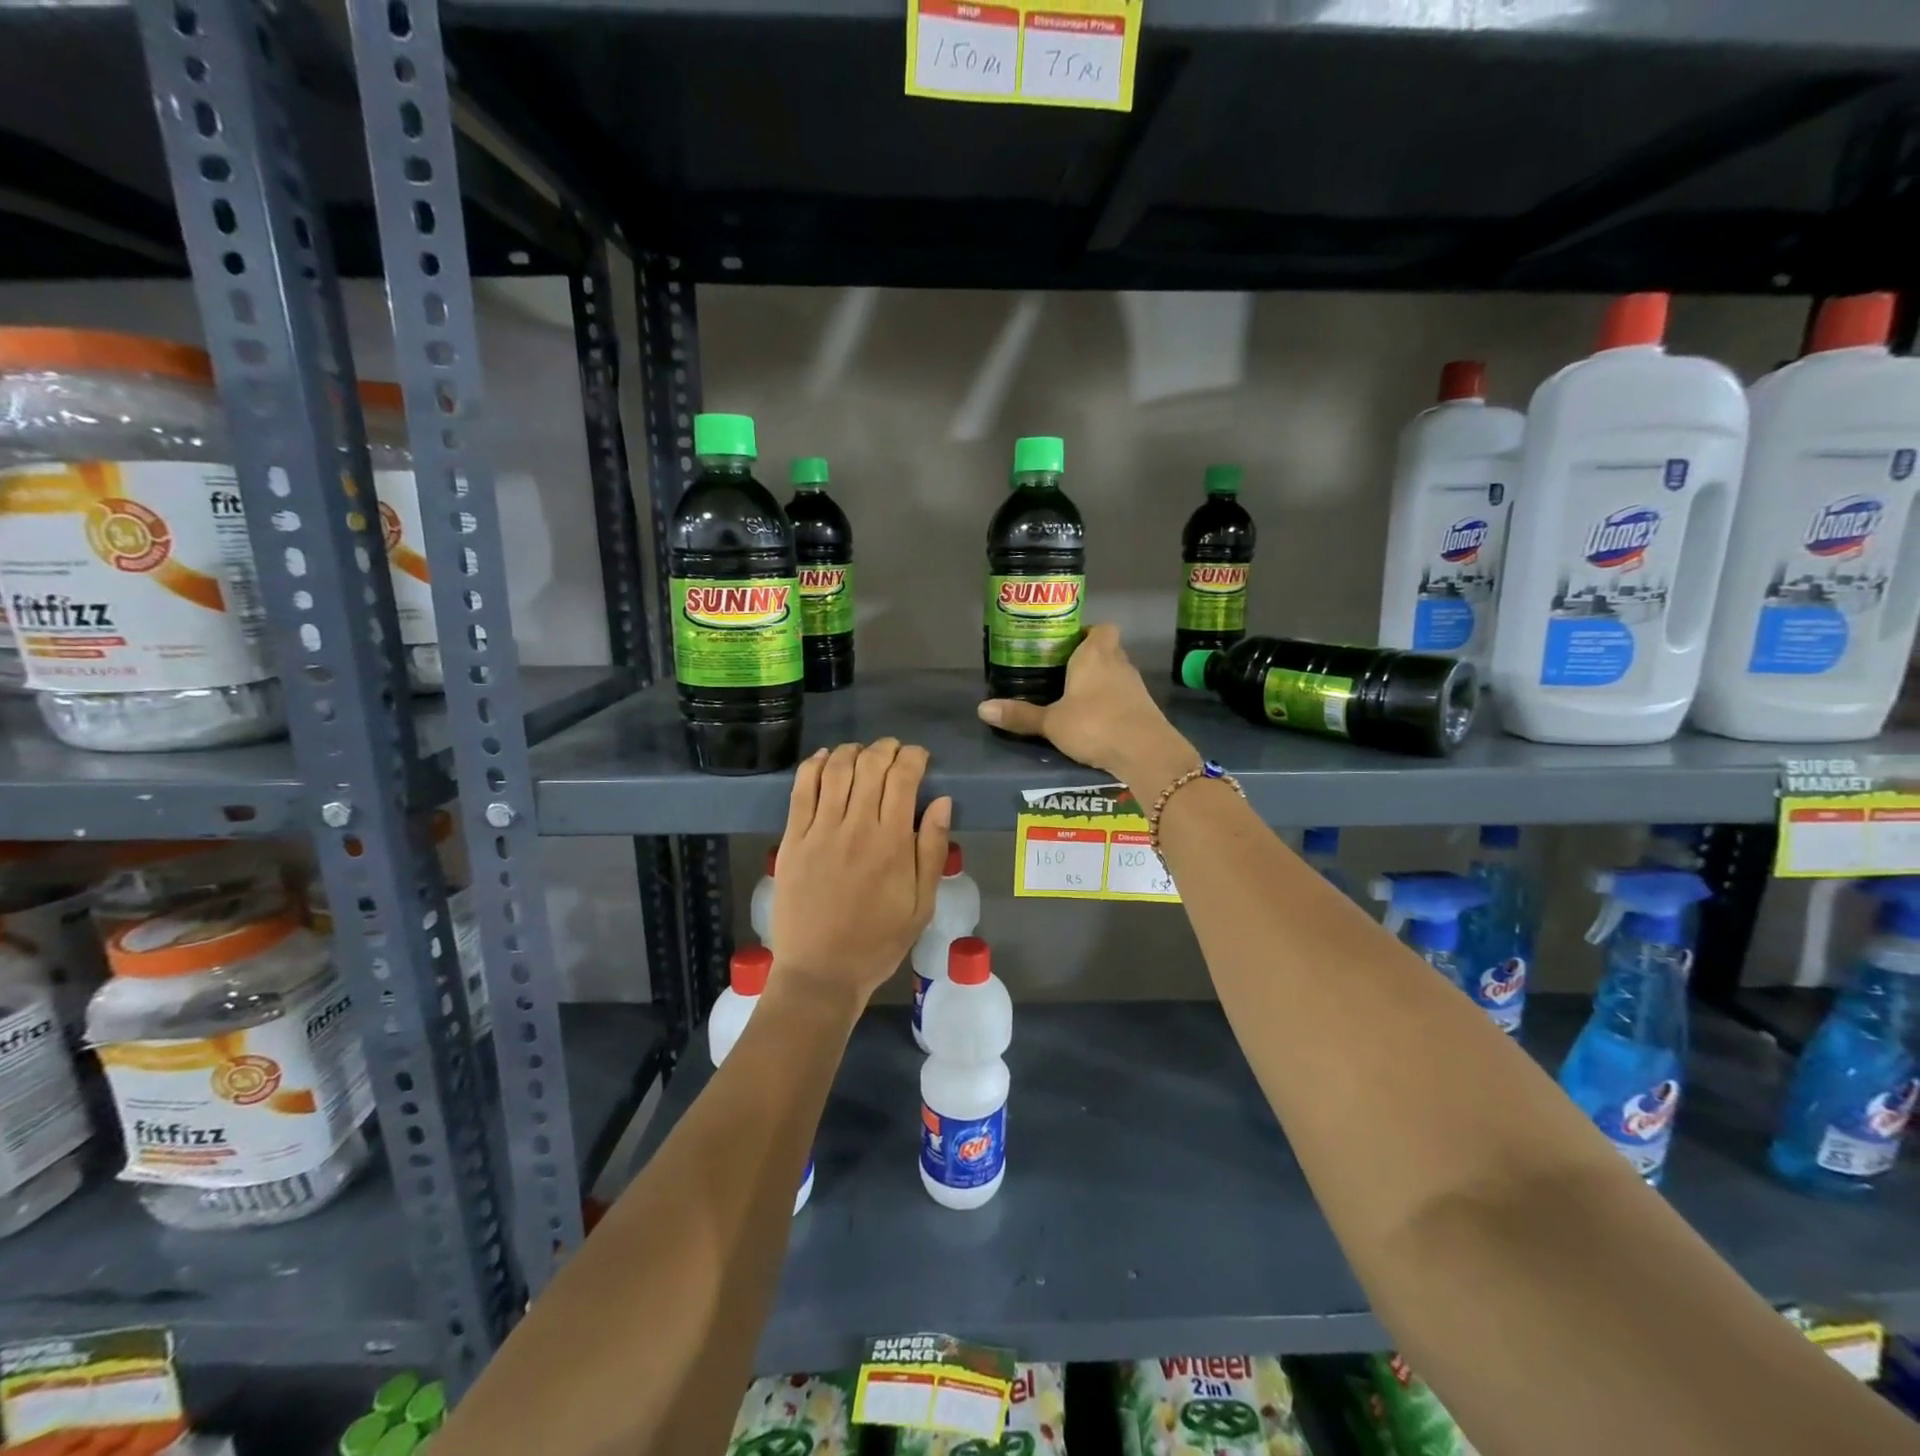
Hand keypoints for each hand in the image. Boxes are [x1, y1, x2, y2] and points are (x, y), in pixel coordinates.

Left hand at [770, 739, 952, 1007]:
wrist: (821, 972)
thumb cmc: (878, 941)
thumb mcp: (922, 904)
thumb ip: (932, 849)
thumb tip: (941, 801)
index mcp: (892, 843)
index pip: (903, 778)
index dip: (913, 757)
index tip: (920, 758)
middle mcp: (856, 827)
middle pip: (870, 766)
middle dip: (886, 749)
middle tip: (894, 752)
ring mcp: (819, 831)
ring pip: (836, 770)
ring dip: (853, 751)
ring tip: (863, 753)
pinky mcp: (792, 839)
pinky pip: (801, 789)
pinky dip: (814, 766)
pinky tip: (824, 759)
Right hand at [977, 625, 1199, 796]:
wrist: (1145, 753)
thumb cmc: (1094, 724)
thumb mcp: (1051, 723)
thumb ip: (1020, 715)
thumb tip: (981, 709)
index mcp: (1095, 654)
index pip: (1100, 628)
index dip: (1087, 632)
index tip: (1067, 645)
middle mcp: (1118, 663)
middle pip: (1107, 649)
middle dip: (1089, 658)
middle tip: (1063, 673)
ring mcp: (1135, 686)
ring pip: (1116, 674)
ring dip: (1101, 682)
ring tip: (1075, 698)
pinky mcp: (1144, 708)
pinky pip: (1124, 697)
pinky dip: (1111, 703)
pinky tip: (1095, 720)